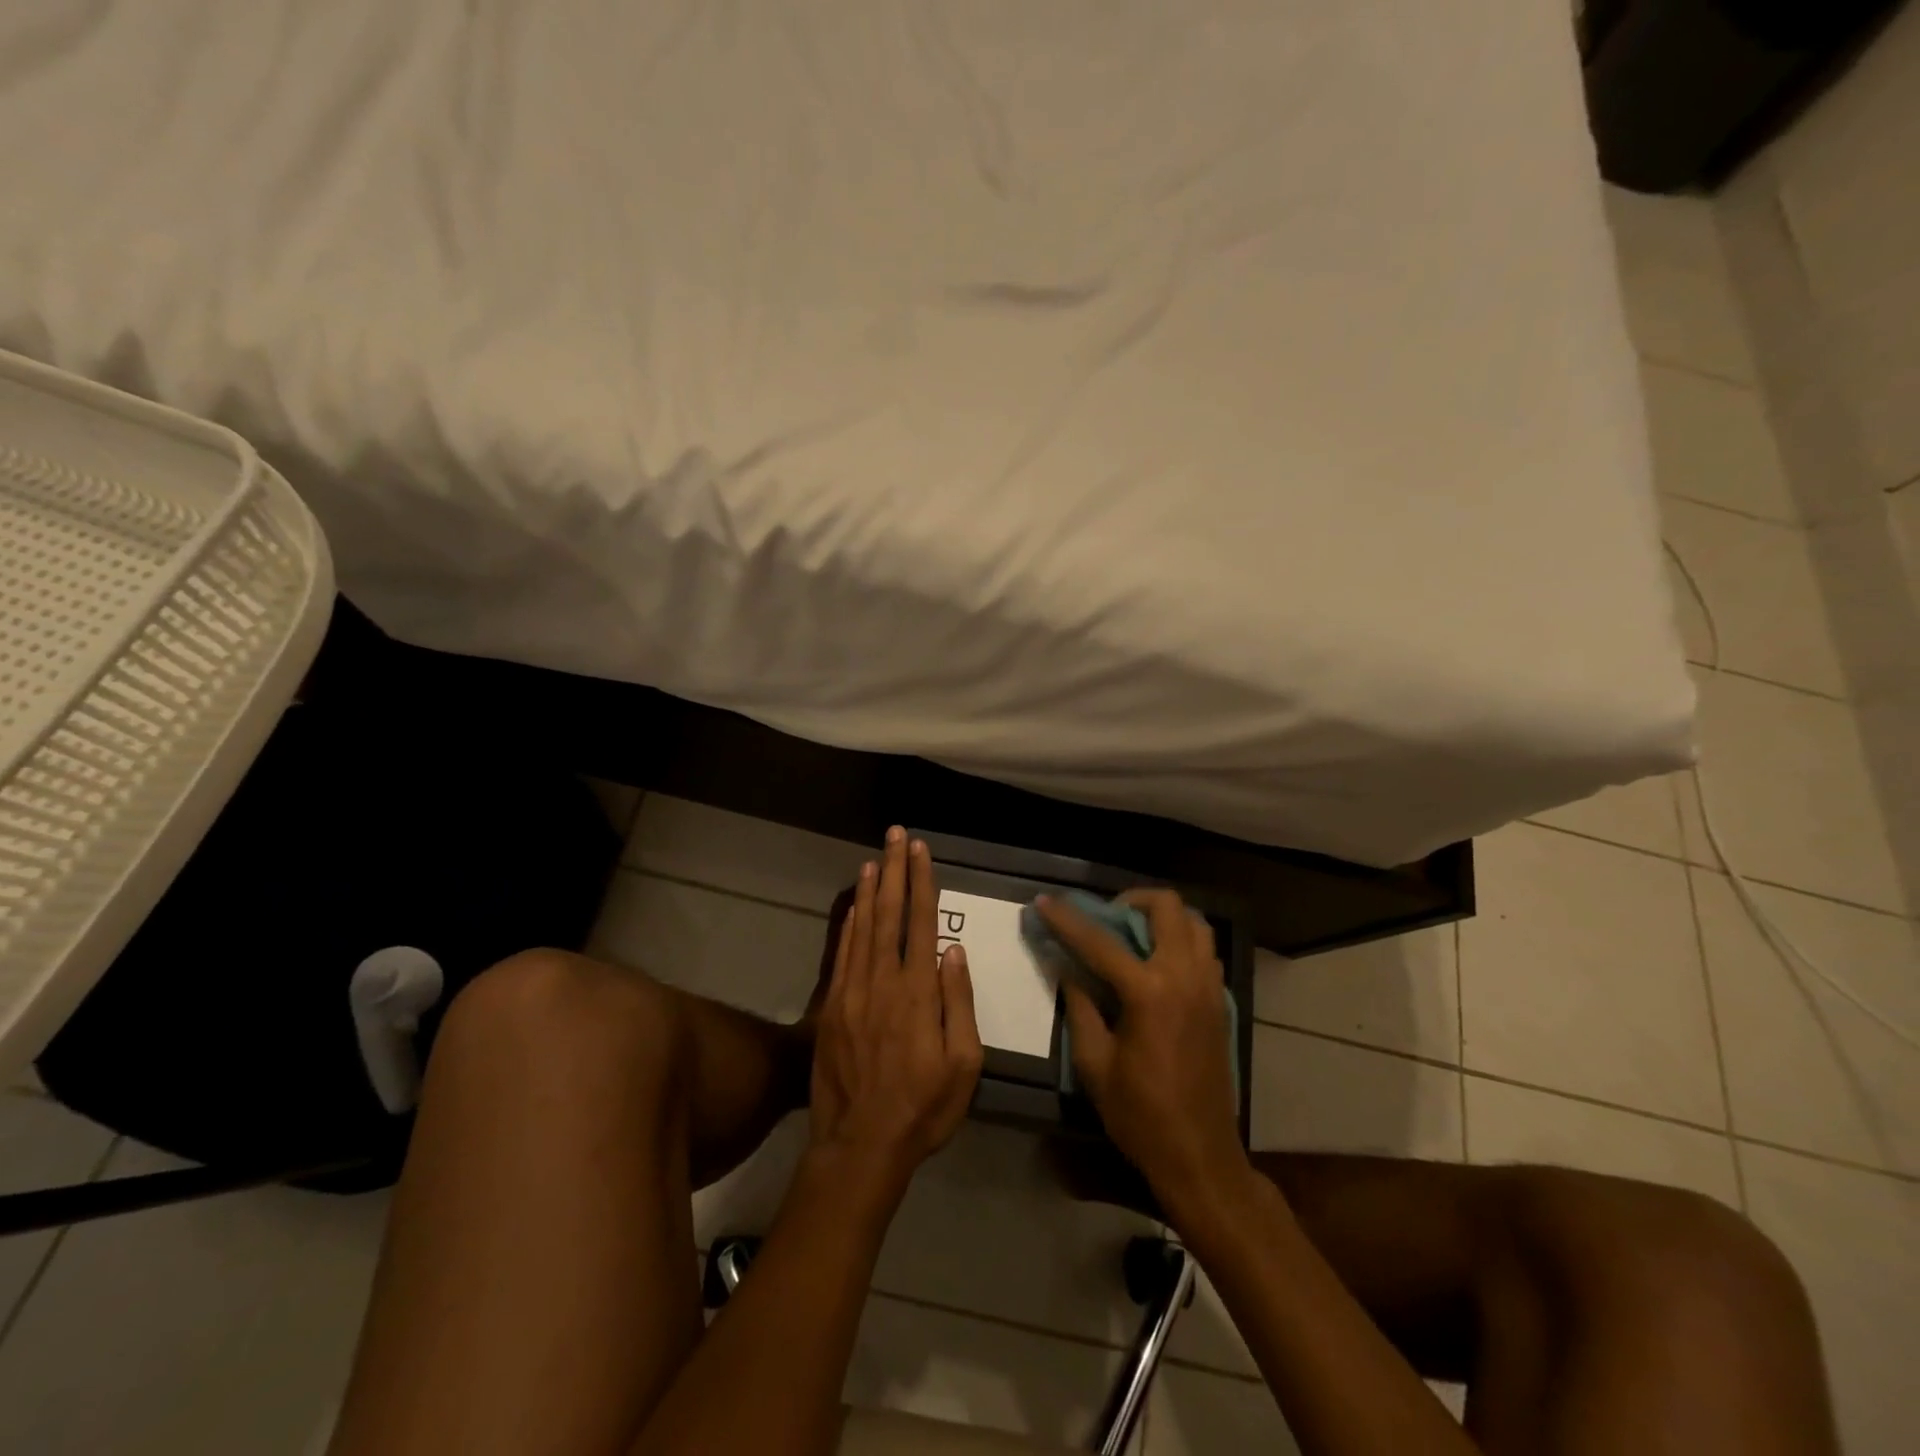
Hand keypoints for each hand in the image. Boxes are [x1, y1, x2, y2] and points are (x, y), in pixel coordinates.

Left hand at [809, 828, 983, 1200]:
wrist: (859, 1146)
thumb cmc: (923, 1109)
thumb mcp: (964, 1065)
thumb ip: (958, 1004)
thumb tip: (953, 951)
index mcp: (918, 993)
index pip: (921, 923)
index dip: (922, 883)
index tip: (921, 850)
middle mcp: (882, 982)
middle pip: (889, 914)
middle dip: (894, 871)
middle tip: (895, 835)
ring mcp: (852, 993)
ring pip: (863, 928)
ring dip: (870, 890)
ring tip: (875, 858)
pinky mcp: (832, 1008)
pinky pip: (843, 955)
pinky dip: (849, 925)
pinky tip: (854, 906)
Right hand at [1039, 889, 1245, 1209]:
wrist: (1200, 1156)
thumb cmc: (1141, 1115)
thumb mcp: (1095, 1065)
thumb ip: (1080, 1008)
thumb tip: (1067, 969)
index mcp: (1149, 993)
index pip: (1100, 941)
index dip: (1066, 919)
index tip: (1044, 901)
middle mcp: (1185, 977)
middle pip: (1167, 907)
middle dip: (1130, 899)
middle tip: (1105, 915)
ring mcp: (1209, 987)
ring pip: (1195, 923)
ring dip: (1162, 916)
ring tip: (1133, 933)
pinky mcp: (1220, 1002)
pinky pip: (1205, 950)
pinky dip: (1181, 941)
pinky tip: (1157, 964)